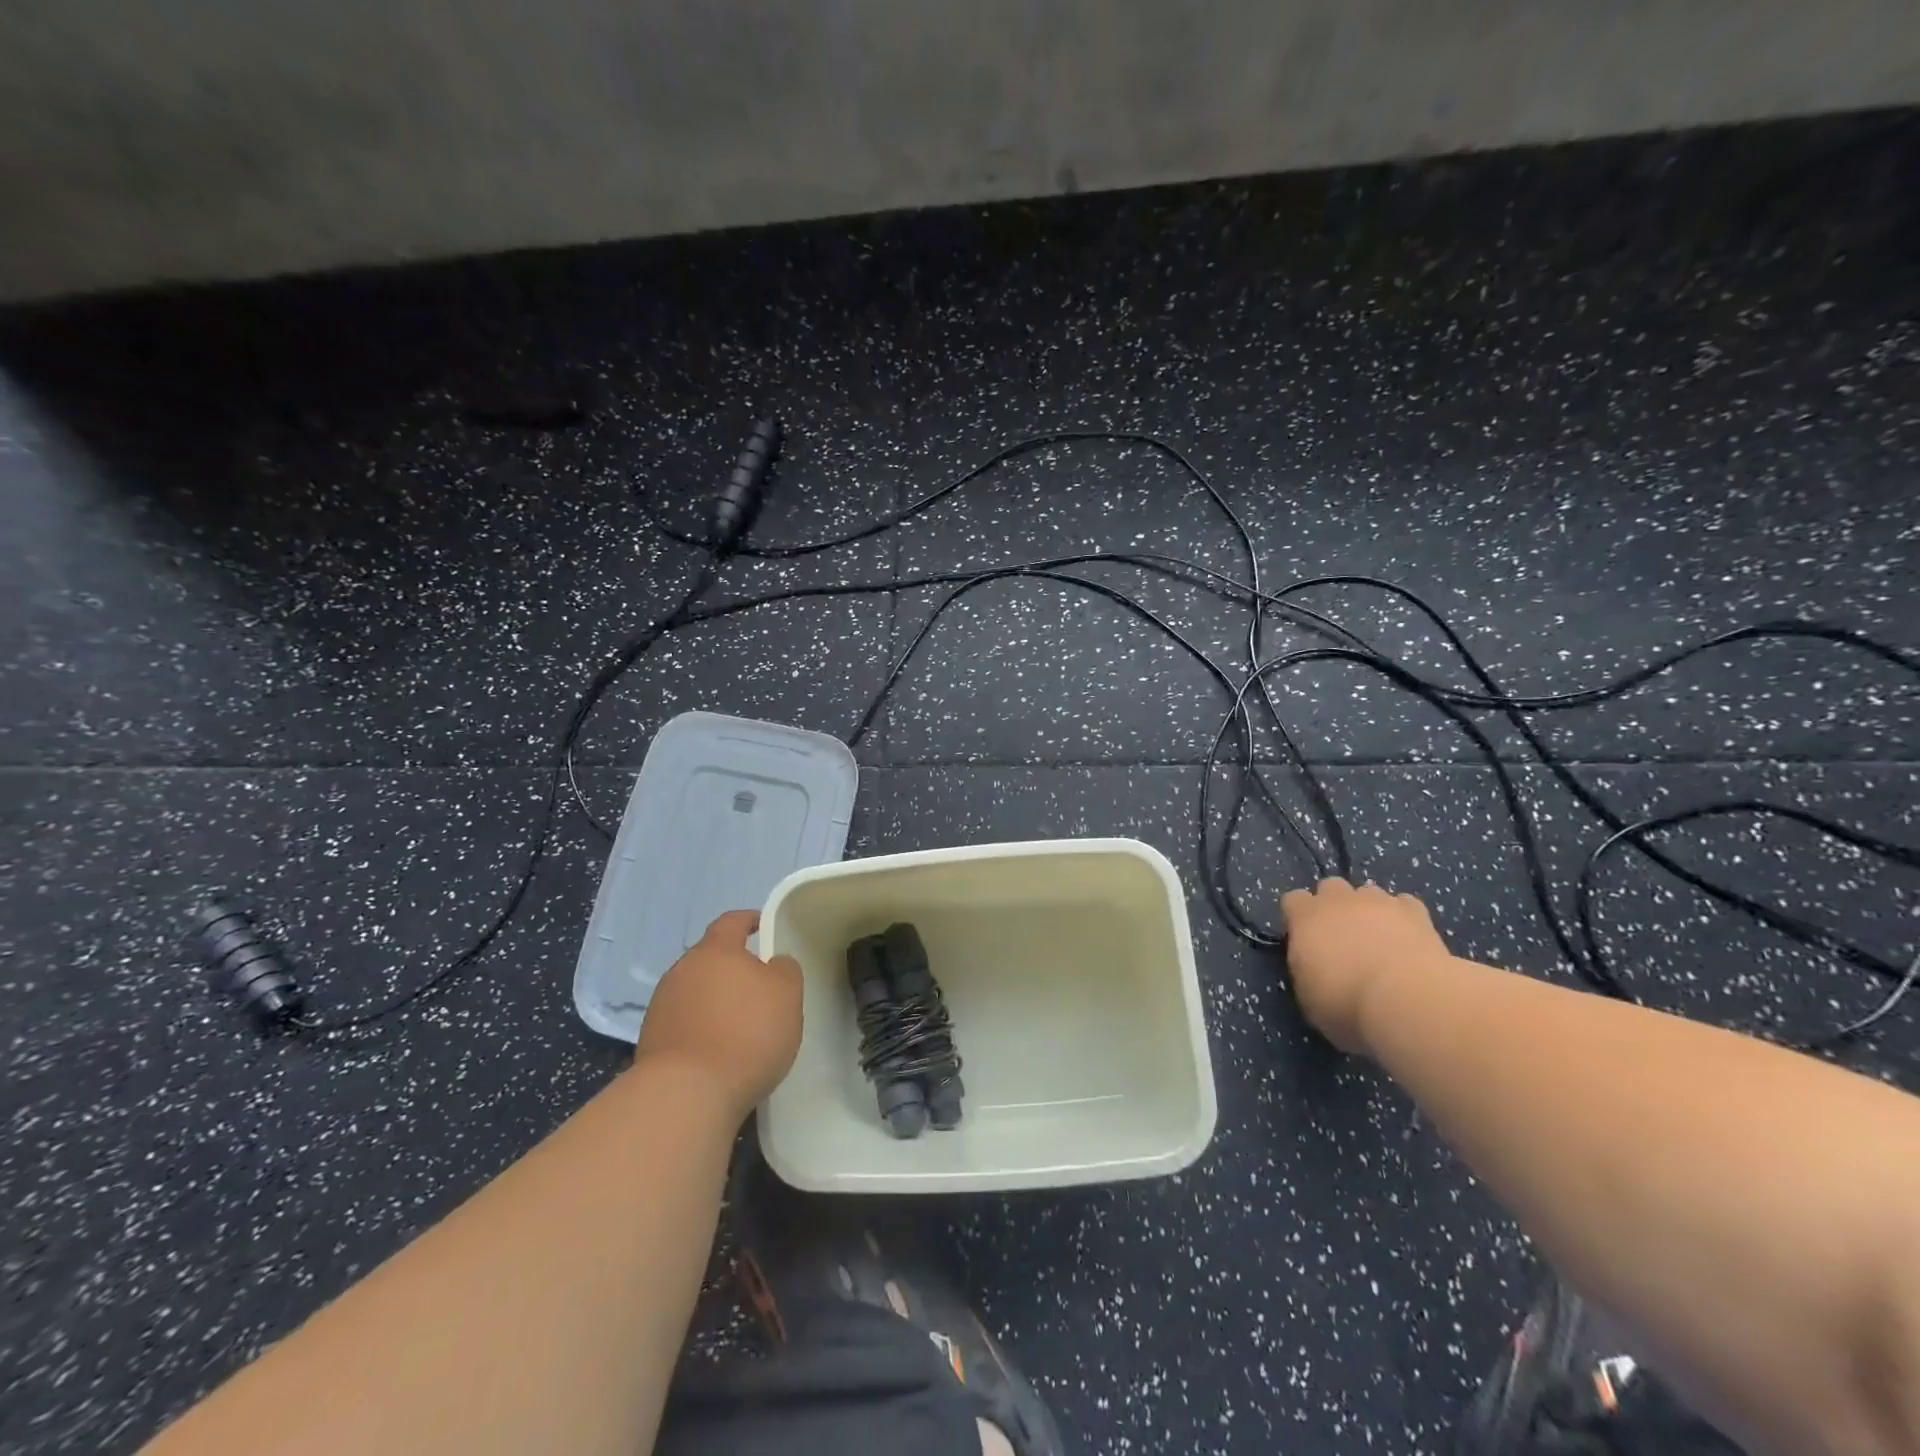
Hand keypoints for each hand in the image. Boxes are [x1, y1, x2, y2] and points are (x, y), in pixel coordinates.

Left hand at [635, 910, 801, 1120]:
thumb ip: (785, 969)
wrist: (687, 1094)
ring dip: (715, 1001)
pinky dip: (702, 1029)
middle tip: (758, 986)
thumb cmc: (747, 1032)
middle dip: (732, 968)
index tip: (763, 925)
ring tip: (739, 1025)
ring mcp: (661, 1006)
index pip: (731, 922)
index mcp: (716, 950)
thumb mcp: (787, 994)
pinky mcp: (651, 1041)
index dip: (748, 920)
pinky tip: (719, 1052)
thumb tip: (773, 963)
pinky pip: (684, 1023)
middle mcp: (682, 970)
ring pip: (696, 992)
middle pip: (710, 959)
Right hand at [1280, 878, 1451, 1054]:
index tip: (1305, 942)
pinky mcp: (1416, 912)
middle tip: (1342, 937)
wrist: (1408, 1001)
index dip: (1298, 918)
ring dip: (1368, 910)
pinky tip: (1408, 940)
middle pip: (1330, 887)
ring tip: (1378, 939)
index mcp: (1305, 917)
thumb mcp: (1308, 997)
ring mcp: (1379, 902)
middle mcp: (1339, 900)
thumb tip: (1314, 965)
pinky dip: (1403, 918)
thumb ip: (1306, 969)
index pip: (1292, 900)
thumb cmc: (1346, 1005)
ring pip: (1368, 892)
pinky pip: (1404, 905)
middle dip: (1333, 905)